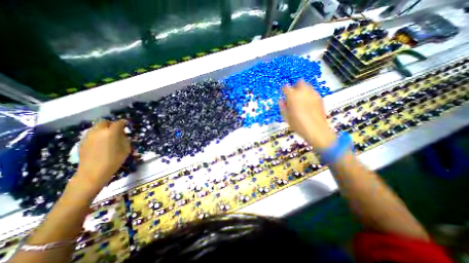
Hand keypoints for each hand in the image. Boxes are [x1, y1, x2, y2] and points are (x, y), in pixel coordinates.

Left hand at [74, 119, 130, 190]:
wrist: (93, 172)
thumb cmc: (114, 160)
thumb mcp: (126, 149)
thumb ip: (125, 139)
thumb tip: (122, 135)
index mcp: (111, 132)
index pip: (119, 123)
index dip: (123, 123)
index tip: (126, 126)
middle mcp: (99, 131)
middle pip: (105, 122)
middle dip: (111, 124)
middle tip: (116, 130)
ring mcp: (88, 136)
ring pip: (96, 127)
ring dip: (103, 129)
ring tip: (108, 136)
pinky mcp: (82, 142)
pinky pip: (91, 134)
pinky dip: (97, 135)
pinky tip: (100, 142)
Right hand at [280, 80, 334, 148]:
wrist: (316, 130)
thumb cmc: (298, 124)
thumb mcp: (286, 117)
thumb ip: (282, 107)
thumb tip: (281, 100)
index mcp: (292, 96)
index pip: (286, 87)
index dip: (284, 90)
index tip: (283, 94)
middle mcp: (303, 92)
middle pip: (299, 82)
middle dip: (295, 86)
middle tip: (293, 95)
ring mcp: (313, 94)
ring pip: (307, 86)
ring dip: (303, 90)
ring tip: (301, 99)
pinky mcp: (320, 98)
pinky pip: (313, 92)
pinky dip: (309, 95)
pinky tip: (308, 103)